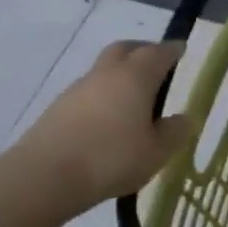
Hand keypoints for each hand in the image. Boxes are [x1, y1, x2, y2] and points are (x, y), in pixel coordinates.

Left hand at [10, 41, 192, 210]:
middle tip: (159, 66)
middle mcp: (106, 74)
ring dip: (121, 76)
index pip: (158, 53)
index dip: (173, 50)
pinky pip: (89, 93)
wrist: (44, 177)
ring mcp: (77, 90)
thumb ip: (174, 132)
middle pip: (125, 49)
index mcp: (135, 77)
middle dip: (143, 51)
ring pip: (104, 70)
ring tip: (136, 101)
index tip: (182, 50)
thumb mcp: (157, 152)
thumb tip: (183, 118)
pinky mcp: (58, 109)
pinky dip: (104, 97)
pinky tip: (111, 121)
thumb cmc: (111, 158)